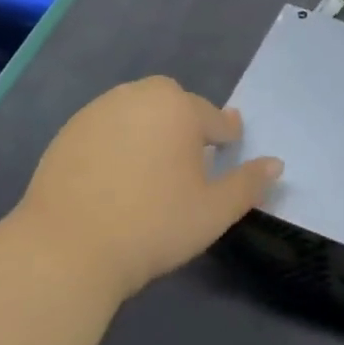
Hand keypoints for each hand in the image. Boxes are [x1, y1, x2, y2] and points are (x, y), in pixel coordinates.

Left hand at [10, 76, 282, 301]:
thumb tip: (276, 163)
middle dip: (185, 122)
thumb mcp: (213, 212)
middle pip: (173, 101)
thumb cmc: (153, 226)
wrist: (68, 248)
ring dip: (150, 128)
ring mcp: (98, 111)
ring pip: (137, 110)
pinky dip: (117, 141)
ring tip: (150, 168)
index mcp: (179, 108)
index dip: (225, 139)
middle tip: (186, 162)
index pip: (214, 119)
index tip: (226, 154)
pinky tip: (114, 175)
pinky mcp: (69, 131)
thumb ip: (248, 184)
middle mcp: (139, 96)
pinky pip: (106, 126)